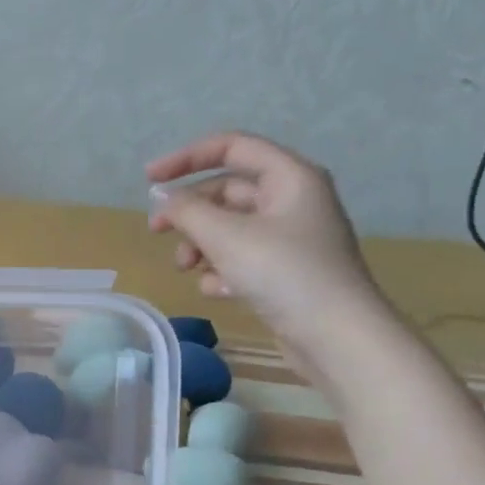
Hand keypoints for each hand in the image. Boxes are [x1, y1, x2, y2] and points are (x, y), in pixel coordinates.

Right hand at [147, 133, 392, 378]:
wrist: (336, 336)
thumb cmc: (283, 273)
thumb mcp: (225, 236)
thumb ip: (186, 211)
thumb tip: (163, 197)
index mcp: (289, 177)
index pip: (232, 147)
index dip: (187, 158)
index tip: (148, 180)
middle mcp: (292, 200)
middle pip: (226, 191)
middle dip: (189, 211)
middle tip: (156, 232)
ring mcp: (289, 238)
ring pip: (229, 227)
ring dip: (200, 244)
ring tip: (186, 269)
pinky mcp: (285, 271)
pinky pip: (241, 258)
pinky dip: (221, 270)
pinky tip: (217, 290)